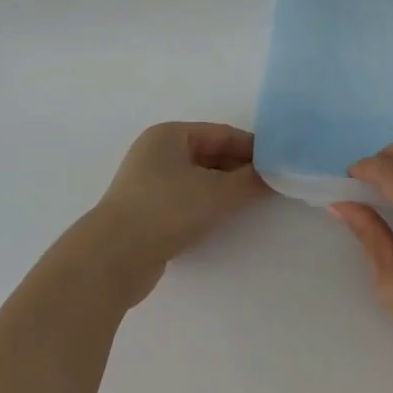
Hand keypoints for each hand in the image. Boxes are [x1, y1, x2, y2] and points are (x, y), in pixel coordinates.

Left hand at [87, 122, 270, 306]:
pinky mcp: (146, 213)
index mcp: (170, 135)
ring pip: (198, 180)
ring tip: (251, 205)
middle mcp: (156, 153)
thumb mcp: (217, 193)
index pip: (222, 134)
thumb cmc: (167, 210)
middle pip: (210, 155)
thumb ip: (250, 181)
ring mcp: (148, 184)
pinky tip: (222, 221)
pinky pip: (185, 201)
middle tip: (271, 186)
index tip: (279, 165)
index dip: (252, 149)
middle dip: (240, 170)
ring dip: (224, 190)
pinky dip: (206, 207)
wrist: (114, 258)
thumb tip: (274, 175)